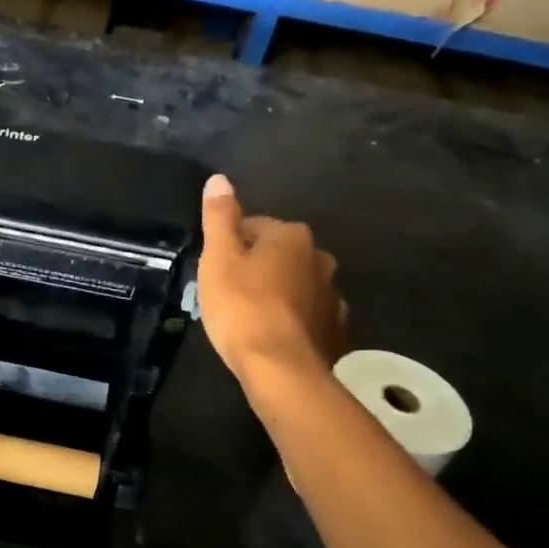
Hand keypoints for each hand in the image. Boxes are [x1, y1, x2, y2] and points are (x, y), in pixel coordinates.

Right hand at [197, 174, 345, 381]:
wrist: (280, 368)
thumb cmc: (242, 307)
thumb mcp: (218, 259)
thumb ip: (219, 218)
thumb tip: (219, 179)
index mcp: (291, 236)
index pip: (253, 227)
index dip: (229, 248)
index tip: (214, 272)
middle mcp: (320, 258)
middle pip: (277, 255)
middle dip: (255, 269)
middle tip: (228, 295)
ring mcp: (331, 295)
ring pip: (294, 285)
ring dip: (276, 294)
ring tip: (250, 318)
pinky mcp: (334, 328)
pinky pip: (307, 315)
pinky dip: (292, 320)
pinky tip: (273, 336)